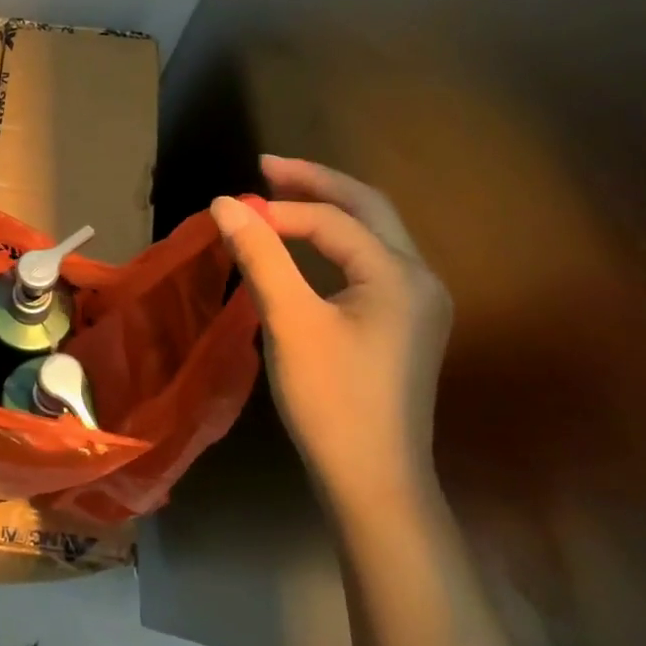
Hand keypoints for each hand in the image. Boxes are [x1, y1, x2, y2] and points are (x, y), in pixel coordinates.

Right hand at [210, 157, 451, 507]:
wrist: (375, 480)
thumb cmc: (331, 400)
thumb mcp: (289, 322)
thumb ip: (260, 256)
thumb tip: (224, 203)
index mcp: (398, 274)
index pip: (333, 219)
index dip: (280, 209)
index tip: (230, 211)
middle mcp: (420, 278)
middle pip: (369, 208)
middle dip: (317, 182)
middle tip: (266, 165)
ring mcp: (419, 302)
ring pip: (374, 234)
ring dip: (329, 208)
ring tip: (282, 193)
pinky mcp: (407, 323)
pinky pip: (371, 261)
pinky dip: (337, 240)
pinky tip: (309, 245)